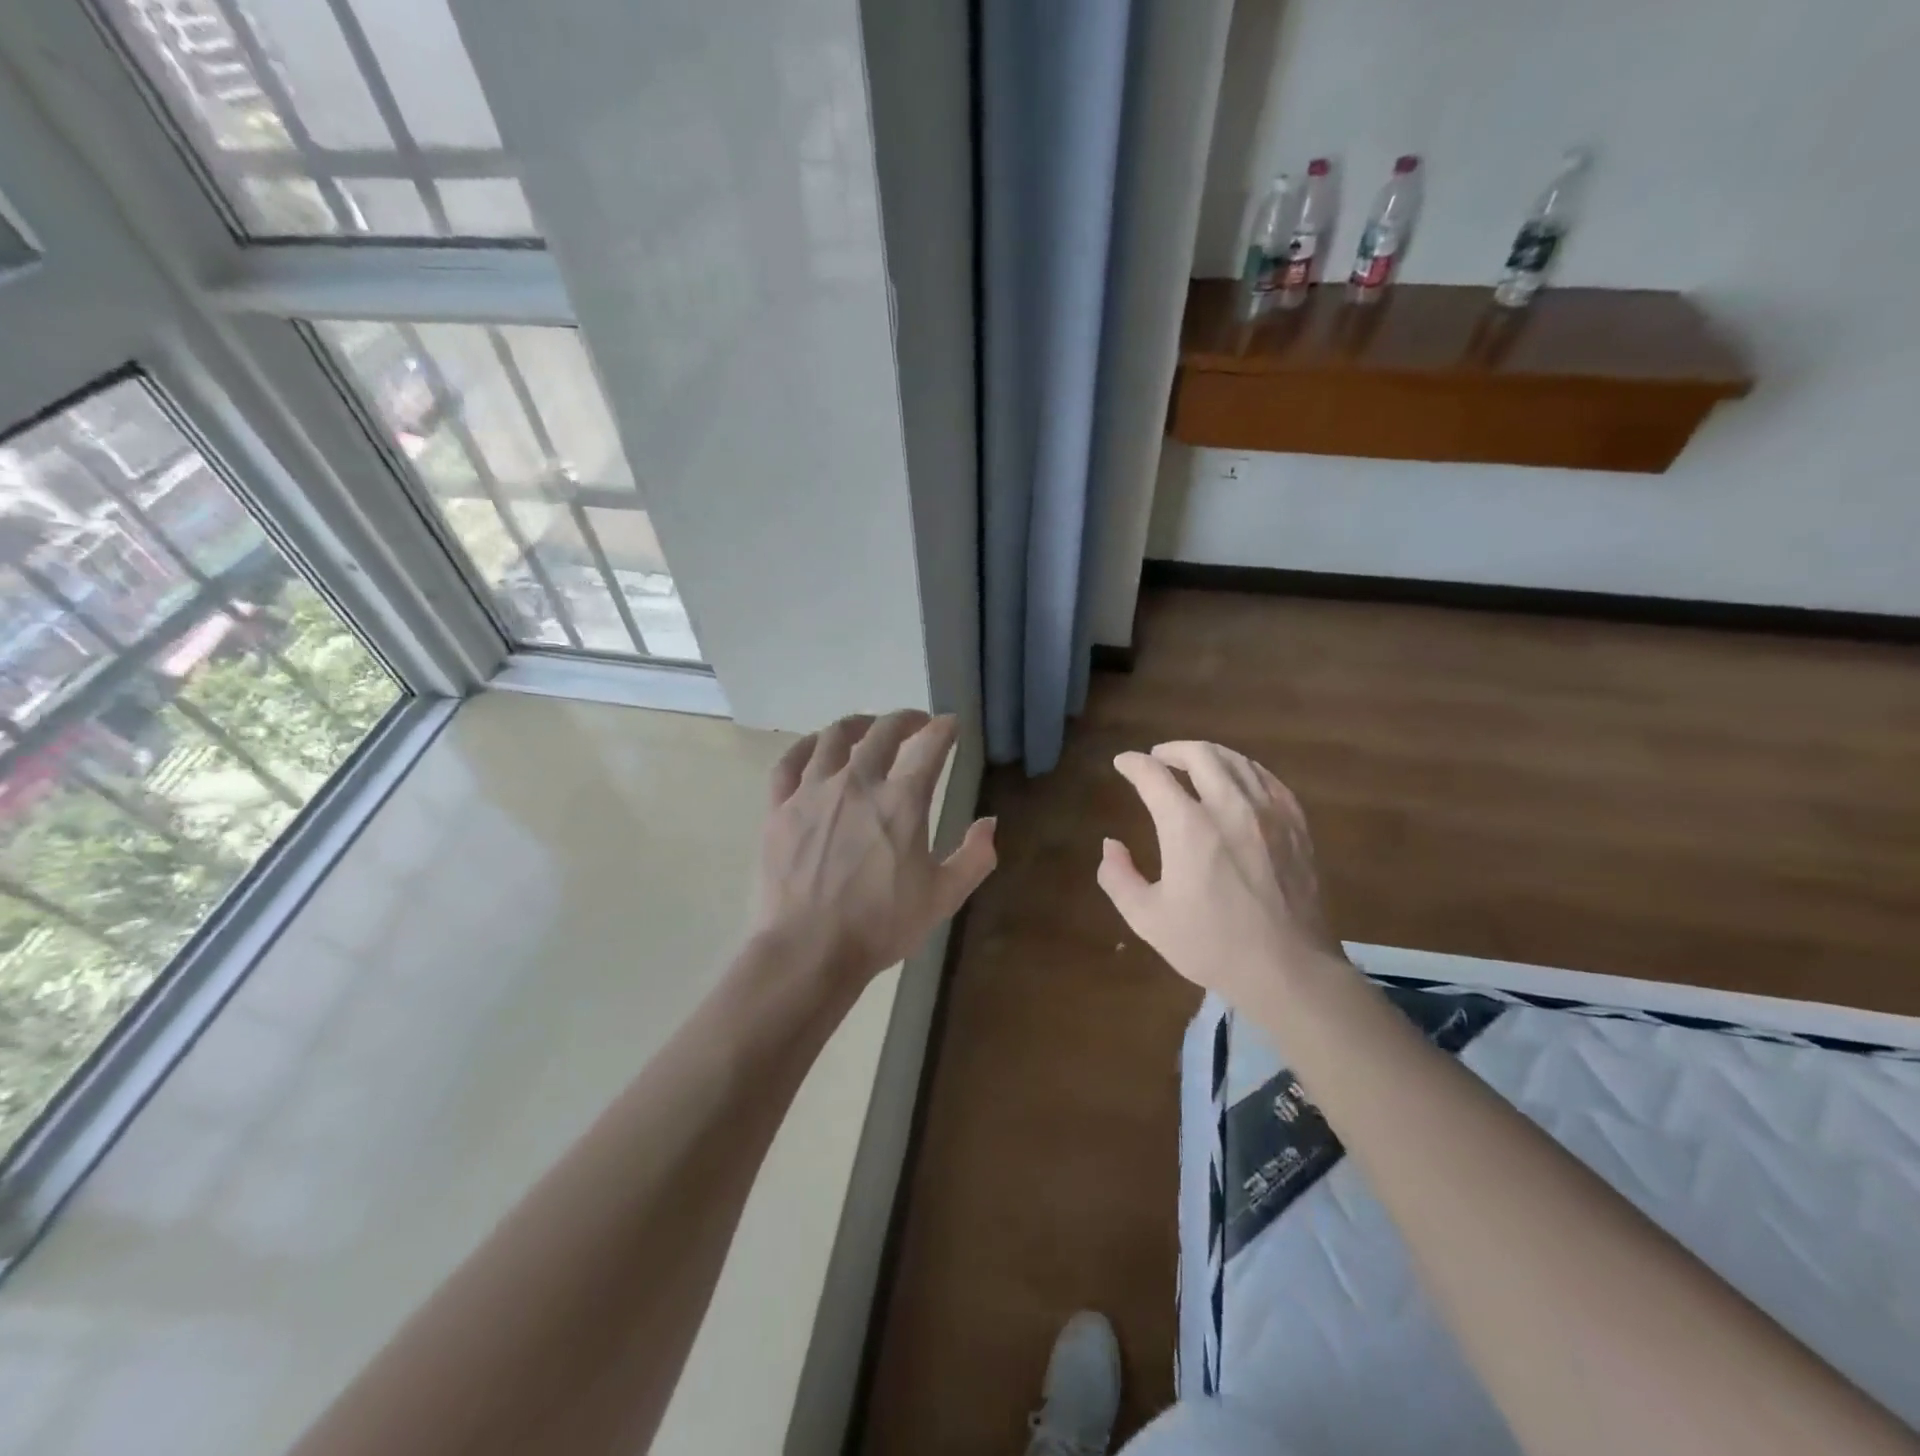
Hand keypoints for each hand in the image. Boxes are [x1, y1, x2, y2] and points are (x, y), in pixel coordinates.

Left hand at [754, 710, 996, 986]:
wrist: (808, 951)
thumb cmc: (880, 926)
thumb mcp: (943, 897)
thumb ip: (974, 857)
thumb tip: (990, 822)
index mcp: (902, 801)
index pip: (930, 746)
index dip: (944, 729)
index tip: (950, 724)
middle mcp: (857, 782)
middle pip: (882, 732)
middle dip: (905, 720)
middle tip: (916, 723)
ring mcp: (813, 791)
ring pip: (834, 737)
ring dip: (858, 725)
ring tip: (867, 728)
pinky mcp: (780, 808)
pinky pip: (789, 762)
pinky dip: (807, 746)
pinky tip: (816, 747)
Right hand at [1097, 741, 1348, 1007]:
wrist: (1289, 969)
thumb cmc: (1212, 945)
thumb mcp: (1147, 919)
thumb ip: (1118, 877)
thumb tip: (1111, 844)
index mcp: (1187, 827)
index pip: (1153, 776)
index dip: (1132, 764)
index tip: (1123, 763)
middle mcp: (1229, 807)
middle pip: (1199, 754)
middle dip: (1171, 750)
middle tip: (1158, 758)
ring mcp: (1268, 812)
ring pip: (1236, 760)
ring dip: (1208, 755)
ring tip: (1194, 763)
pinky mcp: (1296, 824)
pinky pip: (1267, 778)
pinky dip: (1244, 769)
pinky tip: (1237, 781)